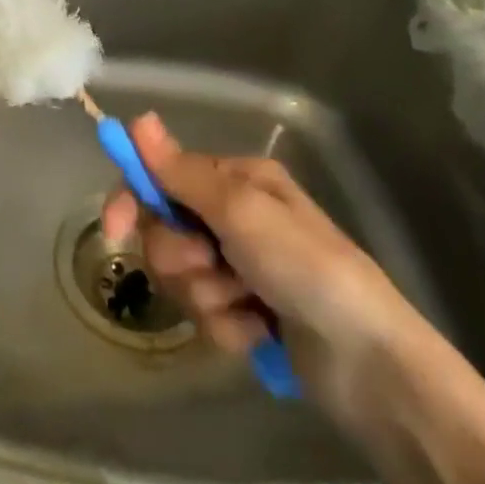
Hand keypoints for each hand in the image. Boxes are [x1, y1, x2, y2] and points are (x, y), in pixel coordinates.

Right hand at [102, 114, 431, 427]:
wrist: (371, 364)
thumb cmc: (306, 267)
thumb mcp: (240, 211)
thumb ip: (181, 172)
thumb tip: (138, 119)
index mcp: (236, 181)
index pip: (161, 177)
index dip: (132, 200)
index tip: (113, 232)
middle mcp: (235, 216)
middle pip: (164, 231)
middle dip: (182, 257)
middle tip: (214, 268)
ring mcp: (241, 267)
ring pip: (183, 277)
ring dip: (208, 297)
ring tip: (249, 308)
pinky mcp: (248, 312)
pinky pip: (207, 315)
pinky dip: (229, 327)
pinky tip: (261, 333)